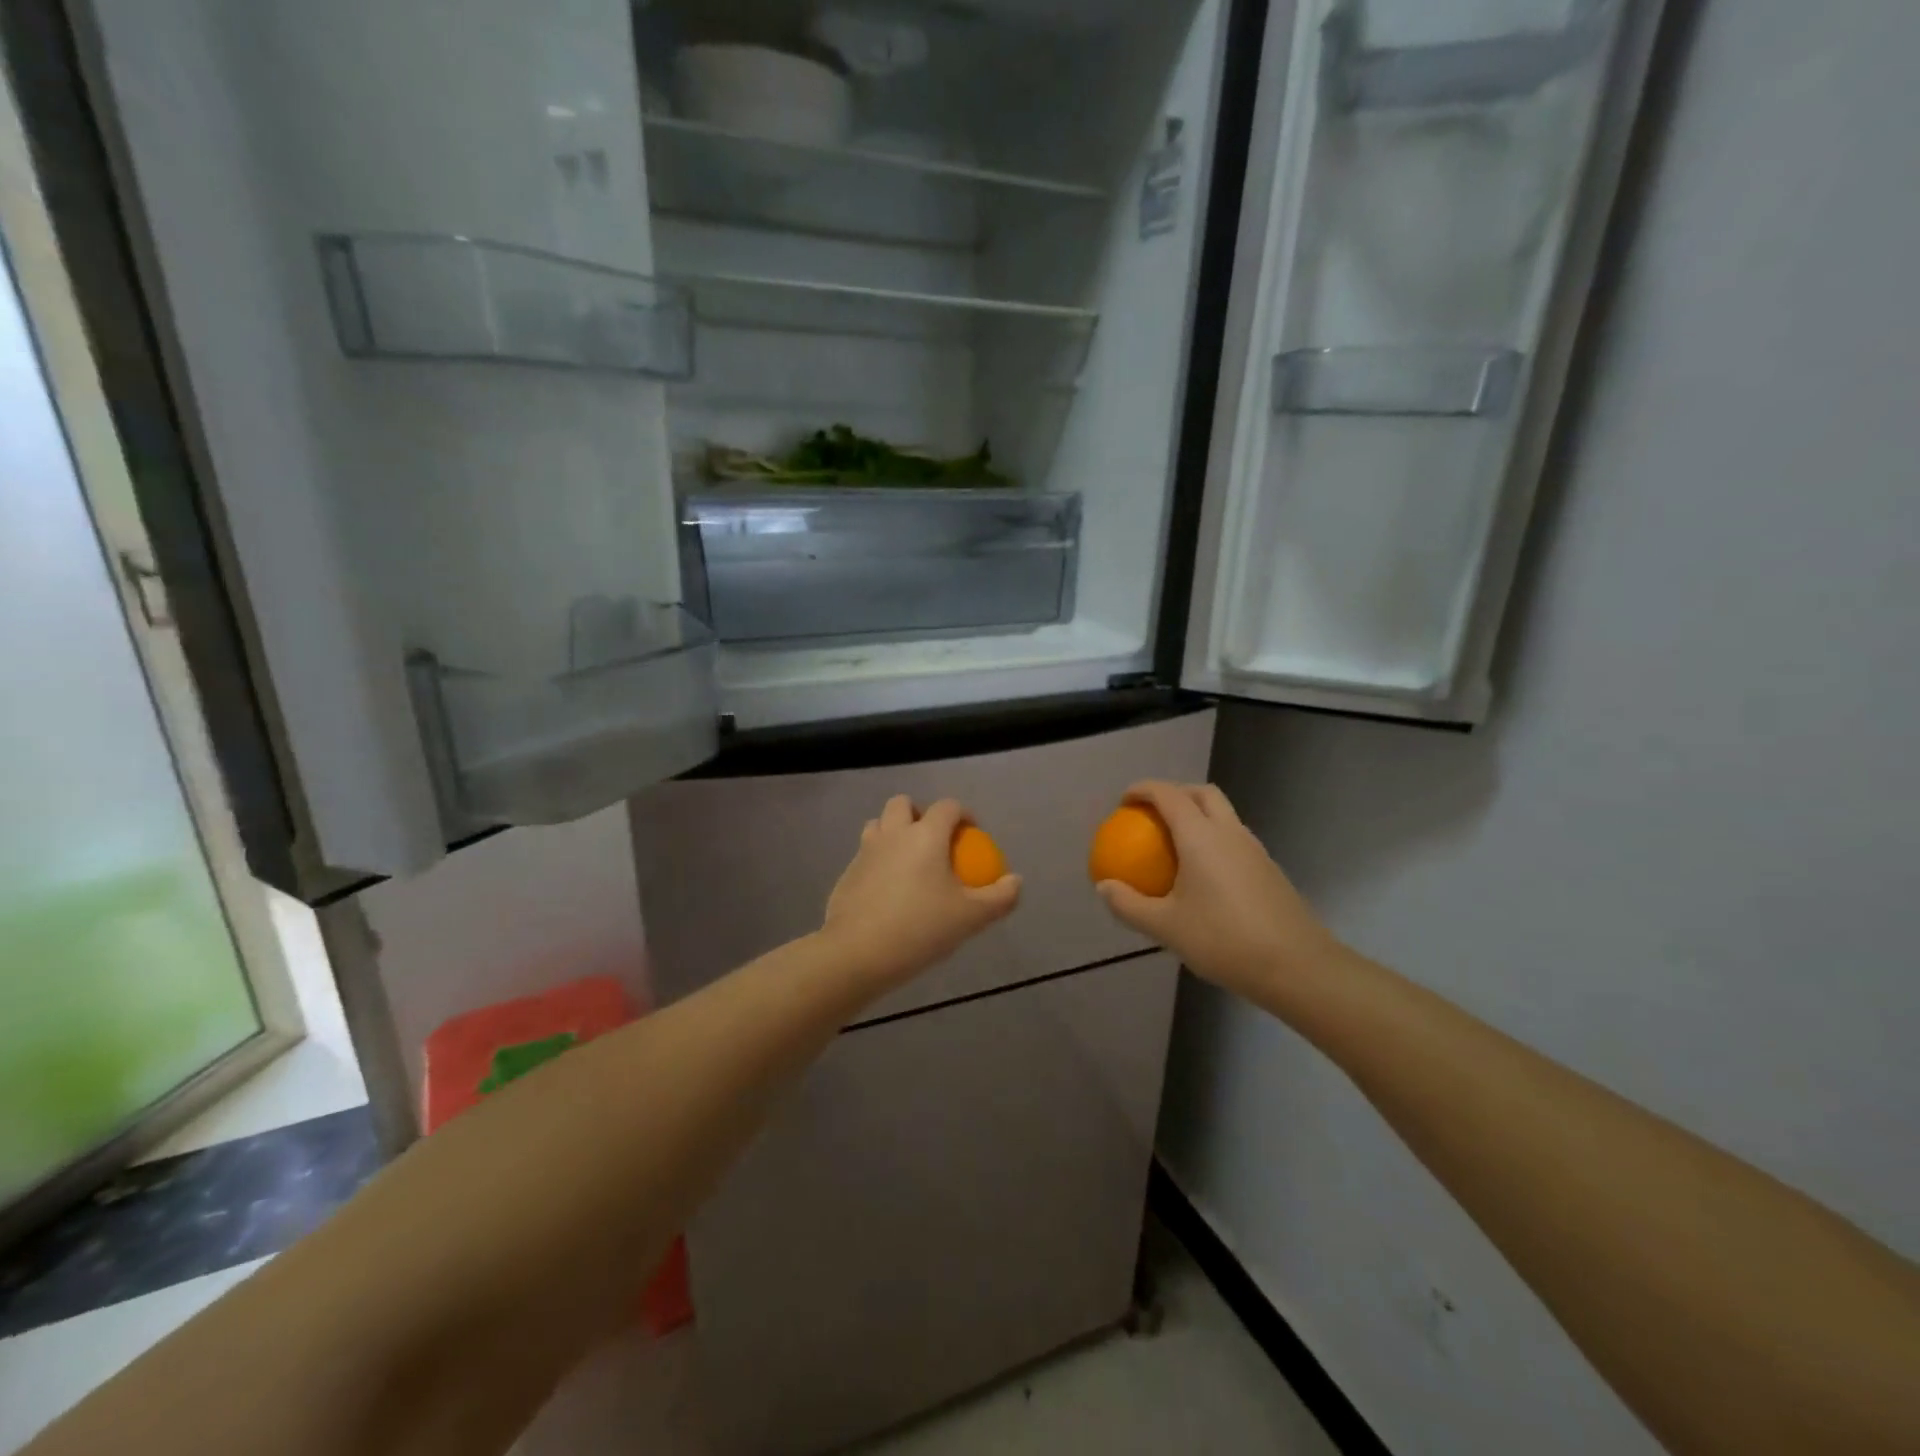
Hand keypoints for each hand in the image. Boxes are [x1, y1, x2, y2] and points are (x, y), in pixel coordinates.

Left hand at [822, 796, 1020, 988]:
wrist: (856, 953)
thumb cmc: (920, 929)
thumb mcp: (970, 918)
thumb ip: (999, 897)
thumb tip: (1015, 880)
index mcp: (925, 835)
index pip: (947, 807)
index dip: (964, 814)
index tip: (972, 834)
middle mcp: (893, 833)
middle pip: (903, 804)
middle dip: (920, 813)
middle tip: (935, 841)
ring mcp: (865, 851)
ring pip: (878, 824)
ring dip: (894, 832)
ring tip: (909, 861)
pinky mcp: (846, 873)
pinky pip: (865, 855)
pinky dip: (878, 861)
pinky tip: (888, 891)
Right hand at [1095, 781, 1337, 999]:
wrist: (1297, 966)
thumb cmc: (1224, 940)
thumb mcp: (1166, 928)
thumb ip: (1129, 905)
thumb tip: (1104, 887)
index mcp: (1200, 836)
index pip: (1168, 794)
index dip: (1143, 790)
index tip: (1123, 801)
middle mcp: (1229, 832)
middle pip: (1202, 793)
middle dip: (1174, 793)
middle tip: (1151, 815)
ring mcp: (1254, 849)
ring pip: (1223, 814)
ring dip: (1197, 815)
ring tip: (1175, 844)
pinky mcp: (1269, 869)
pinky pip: (1234, 838)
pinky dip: (1213, 839)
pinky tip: (1203, 875)